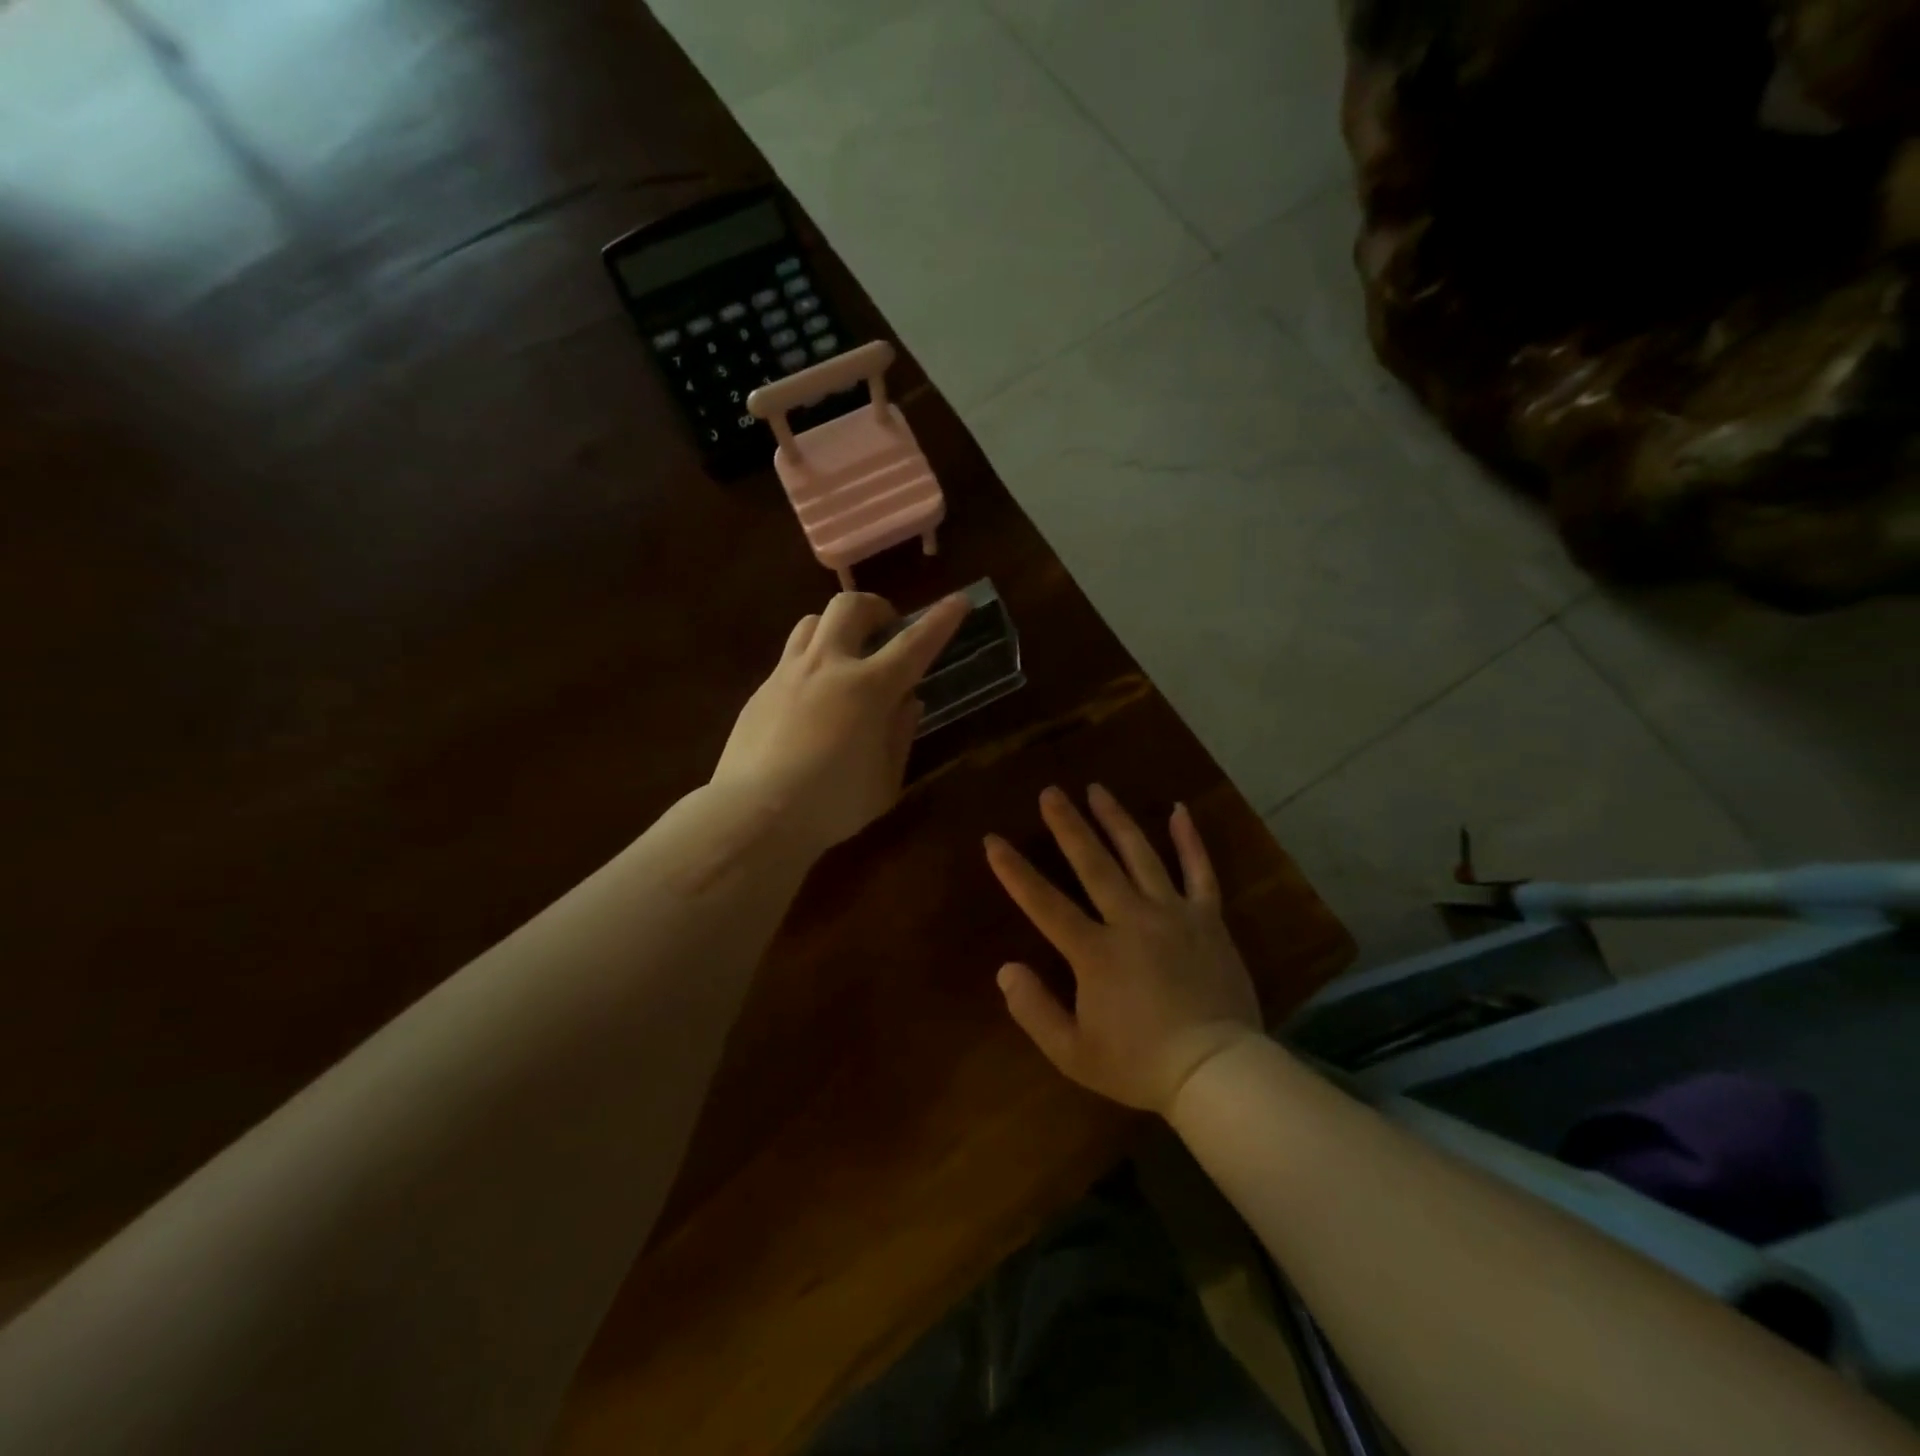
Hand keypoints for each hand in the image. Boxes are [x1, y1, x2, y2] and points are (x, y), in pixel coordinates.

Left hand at [712, 591, 967, 852]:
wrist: (754, 814)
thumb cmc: (832, 804)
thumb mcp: (886, 780)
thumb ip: (901, 734)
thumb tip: (908, 702)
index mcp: (869, 688)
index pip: (914, 643)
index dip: (941, 620)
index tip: (959, 601)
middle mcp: (828, 666)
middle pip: (850, 606)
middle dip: (876, 608)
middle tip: (886, 631)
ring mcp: (788, 674)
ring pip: (812, 621)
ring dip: (837, 627)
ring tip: (846, 656)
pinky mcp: (760, 691)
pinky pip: (790, 658)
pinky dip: (811, 663)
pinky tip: (812, 700)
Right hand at [985, 785, 1262, 1114]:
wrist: (1216, 1072)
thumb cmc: (1140, 1064)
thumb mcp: (1073, 1053)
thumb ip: (1034, 1010)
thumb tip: (1006, 970)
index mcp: (1095, 952)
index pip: (1044, 903)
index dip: (1014, 871)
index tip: (992, 840)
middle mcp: (1131, 920)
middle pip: (1093, 863)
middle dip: (1067, 825)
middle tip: (1050, 792)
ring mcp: (1173, 914)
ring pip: (1141, 855)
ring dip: (1116, 820)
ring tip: (1097, 789)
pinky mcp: (1208, 919)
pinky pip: (1200, 872)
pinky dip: (1190, 840)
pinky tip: (1180, 810)